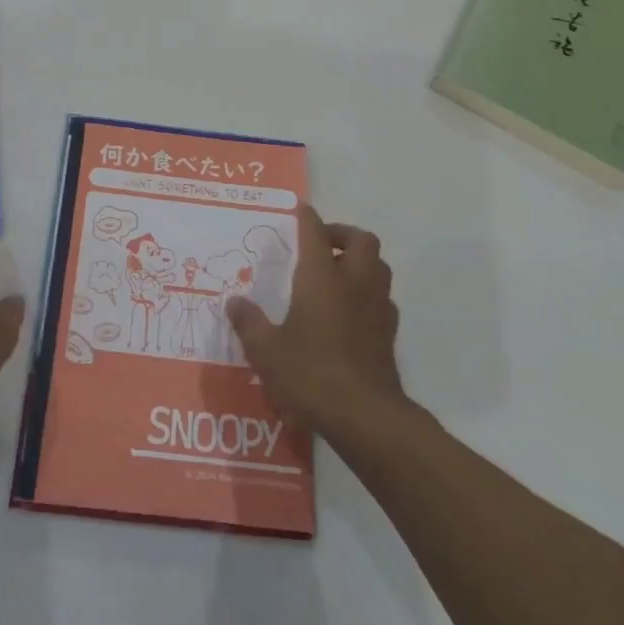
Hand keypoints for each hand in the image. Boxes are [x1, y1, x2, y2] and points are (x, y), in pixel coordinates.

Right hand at [224, 204, 404, 434]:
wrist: (365, 415)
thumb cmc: (310, 374)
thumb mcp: (266, 350)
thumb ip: (249, 322)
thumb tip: (233, 302)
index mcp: (321, 277)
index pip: (316, 233)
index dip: (307, 218)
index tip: (300, 209)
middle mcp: (354, 282)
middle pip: (361, 240)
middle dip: (342, 234)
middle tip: (321, 245)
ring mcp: (377, 306)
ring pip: (378, 266)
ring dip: (360, 261)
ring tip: (336, 275)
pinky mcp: (389, 332)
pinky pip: (382, 297)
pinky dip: (368, 293)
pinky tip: (350, 312)